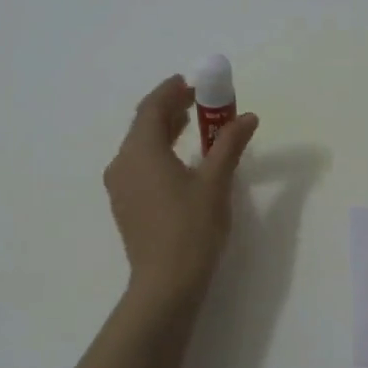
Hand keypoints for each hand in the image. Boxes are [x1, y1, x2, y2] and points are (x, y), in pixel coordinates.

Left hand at [104, 75, 258, 303]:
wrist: (166, 284)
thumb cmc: (192, 228)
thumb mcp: (216, 182)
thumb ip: (230, 145)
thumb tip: (247, 118)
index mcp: (141, 150)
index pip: (152, 107)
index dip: (171, 91)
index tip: (192, 83)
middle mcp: (122, 163)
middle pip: (143, 125)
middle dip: (169, 109)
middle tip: (198, 102)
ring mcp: (120, 186)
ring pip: (139, 146)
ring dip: (163, 131)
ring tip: (192, 126)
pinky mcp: (125, 205)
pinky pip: (138, 166)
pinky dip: (158, 153)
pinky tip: (179, 162)